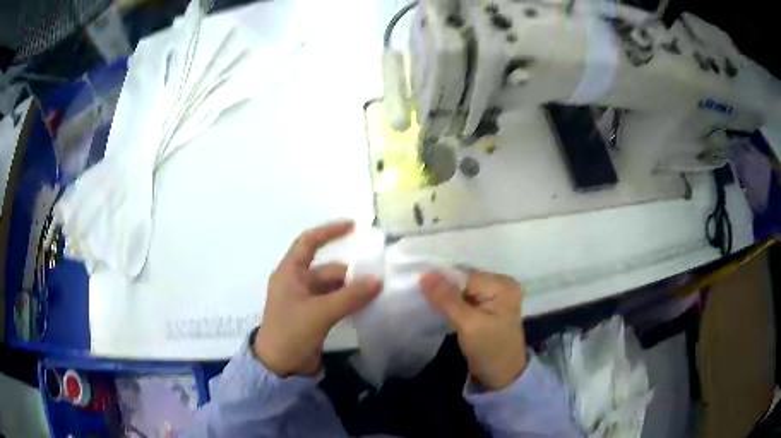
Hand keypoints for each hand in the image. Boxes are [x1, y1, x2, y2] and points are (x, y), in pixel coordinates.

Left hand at [254, 221, 381, 376]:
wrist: (278, 365)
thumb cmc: (291, 332)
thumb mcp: (320, 312)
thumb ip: (350, 296)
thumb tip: (377, 281)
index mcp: (290, 273)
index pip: (309, 242)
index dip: (330, 231)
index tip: (354, 227)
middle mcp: (296, 282)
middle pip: (327, 269)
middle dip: (351, 272)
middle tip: (377, 278)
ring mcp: (304, 300)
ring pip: (332, 287)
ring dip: (351, 289)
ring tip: (376, 293)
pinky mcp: (312, 315)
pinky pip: (333, 301)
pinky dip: (348, 302)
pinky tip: (365, 306)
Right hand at [420, 270, 527, 390]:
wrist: (502, 376)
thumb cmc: (490, 350)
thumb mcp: (468, 325)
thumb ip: (447, 299)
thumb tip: (425, 275)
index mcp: (503, 284)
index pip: (465, 276)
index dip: (442, 283)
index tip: (420, 290)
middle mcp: (501, 284)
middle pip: (463, 280)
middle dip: (444, 289)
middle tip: (421, 298)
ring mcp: (494, 296)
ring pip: (461, 290)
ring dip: (446, 297)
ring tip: (428, 303)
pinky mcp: (487, 307)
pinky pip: (464, 299)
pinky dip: (451, 304)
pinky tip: (439, 309)